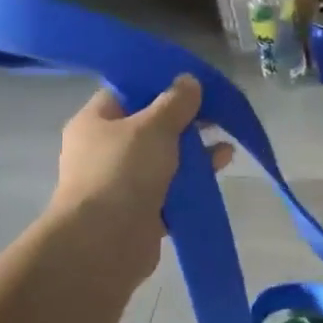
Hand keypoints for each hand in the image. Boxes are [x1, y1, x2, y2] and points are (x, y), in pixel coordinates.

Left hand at [44, 77, 233, 279]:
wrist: (105, 242)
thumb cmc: (123, 172)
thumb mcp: (154, 126)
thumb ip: (176, 102)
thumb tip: (189, 80)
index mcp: (96, 122)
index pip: (128, 92)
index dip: (160, 85)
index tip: (193, 84)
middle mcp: (105, 150)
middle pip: (151, 126)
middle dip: (186, 121)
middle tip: (218, 114)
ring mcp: (123, 181)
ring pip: (166, 158)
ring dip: (196, 151)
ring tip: (227, 146)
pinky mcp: (142, 209)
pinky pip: (173, 187)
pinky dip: (195, 179)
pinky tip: (221, 167)